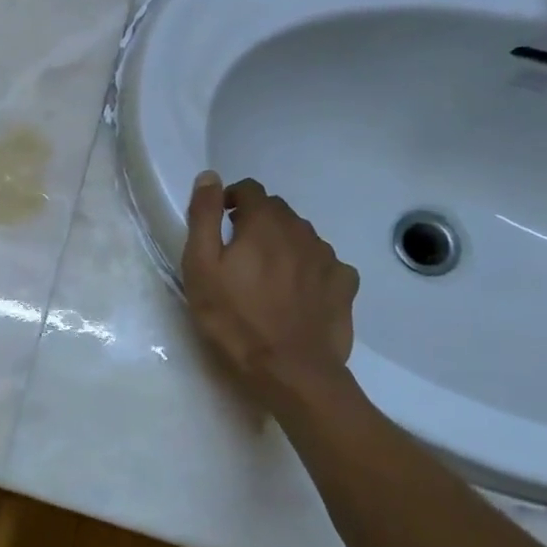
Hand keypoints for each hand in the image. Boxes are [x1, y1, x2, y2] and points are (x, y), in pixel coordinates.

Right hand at [182, 172, 358, 397]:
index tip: (219, 221)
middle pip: (277, 211)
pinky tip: (297, 292)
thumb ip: (203, 217)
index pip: (250, 189)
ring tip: (265, 275)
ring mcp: (328, 258)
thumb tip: (209, 177)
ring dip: (282, 243)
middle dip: (256, 221)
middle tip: (236, 252)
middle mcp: (301, 231)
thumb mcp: (201, 267)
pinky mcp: (344, 285)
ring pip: (302, 236)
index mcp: (264, 224)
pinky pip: (325, 263)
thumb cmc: (234, 318)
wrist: (290, 370)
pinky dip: (308, 267)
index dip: (231, 199)